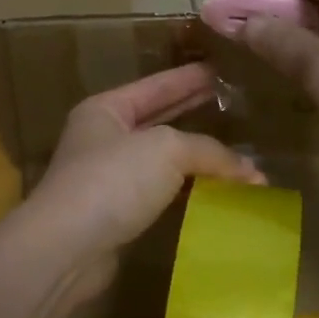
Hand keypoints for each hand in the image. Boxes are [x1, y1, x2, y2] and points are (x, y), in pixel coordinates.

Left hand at [21, 64, 263, 303]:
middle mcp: (103, 139)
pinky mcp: (116, 215)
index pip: (155, 86)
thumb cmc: (112, 180)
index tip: (219, 69)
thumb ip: (209, 152)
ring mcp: (108, 179)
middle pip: (157, 119)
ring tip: (234, 151)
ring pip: (160, 160)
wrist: (66, 248)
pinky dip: (187, 190)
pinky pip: (160, 193)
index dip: (188, 77)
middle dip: (192, 111)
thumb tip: (252, 171)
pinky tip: (215, 191)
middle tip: (231, 103)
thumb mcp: (166, 149)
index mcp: (105, 110)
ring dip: (195, 157)